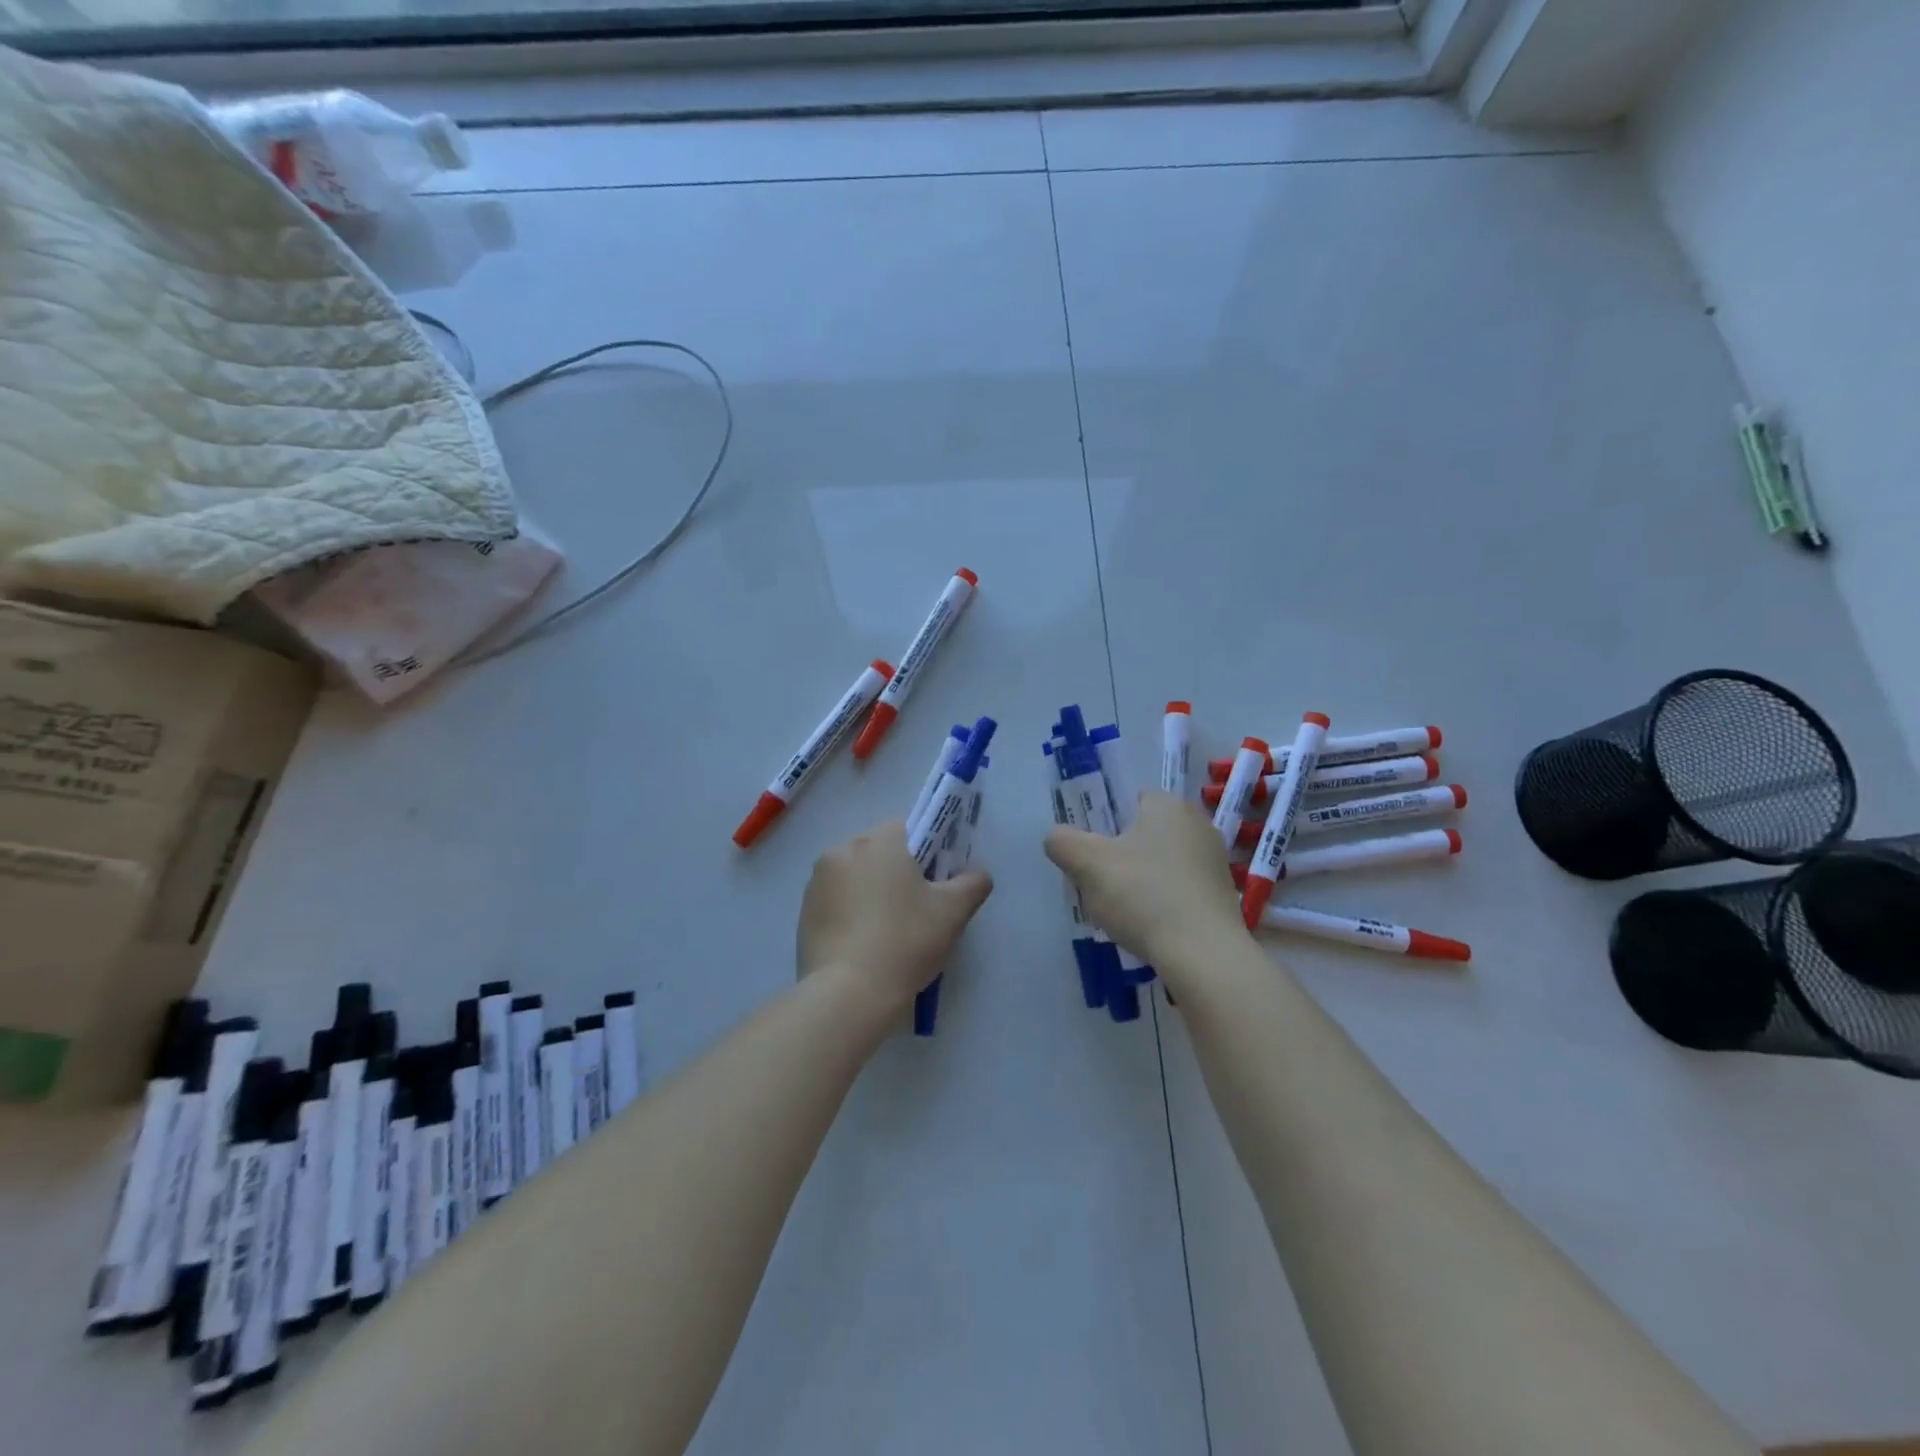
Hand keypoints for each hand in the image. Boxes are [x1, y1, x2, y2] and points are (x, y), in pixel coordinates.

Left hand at [797, 821, 992, 1016]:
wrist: (848, 993)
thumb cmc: (905, 941)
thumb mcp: (952, 912)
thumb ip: (972, 884)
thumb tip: (978, 875)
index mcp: (878, 841)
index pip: (905, 829)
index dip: (924, 852)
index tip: (933, 883)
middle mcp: (842, 851)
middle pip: (878, 852)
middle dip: (896, 873)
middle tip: (916, 910)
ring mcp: (817, 882)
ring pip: (855, 876)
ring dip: (870, 892)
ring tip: (888, 932)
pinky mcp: (804, 912)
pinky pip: (836, 901)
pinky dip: (850, 914)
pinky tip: (864, 944)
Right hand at [1044, 792, 1247, 972]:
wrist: (1204, 954)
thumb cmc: (1143, 896)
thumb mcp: (1087, 865)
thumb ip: (1063, 842)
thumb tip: (1056, 838)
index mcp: (1168, 805)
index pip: (1131, 799)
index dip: (1106, 822)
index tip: (1092, 851)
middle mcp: (1198, 823)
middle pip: (1147, 832)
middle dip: (1124, 853)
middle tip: (1101, 881)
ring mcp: (1215, 860)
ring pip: (1164, 861)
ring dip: (1144, 879)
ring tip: (1123, 909)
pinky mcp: (1224, 894)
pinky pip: (1182, 888)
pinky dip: (1165, 901)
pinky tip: (1150, 925)